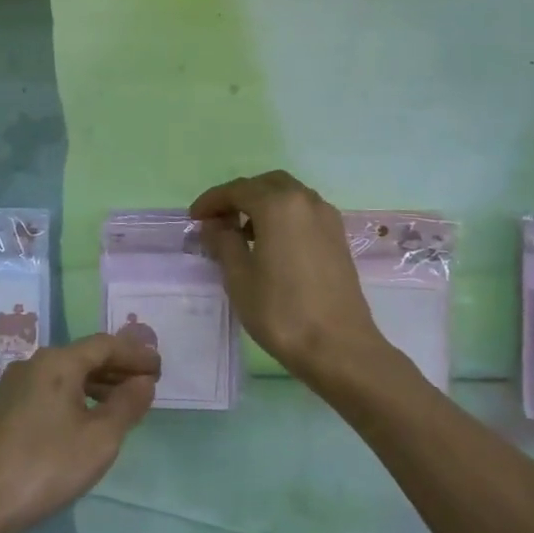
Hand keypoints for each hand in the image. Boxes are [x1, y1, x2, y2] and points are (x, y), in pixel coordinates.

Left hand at [0, 335, 158, 532]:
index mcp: (57, 362)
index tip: (160, 368)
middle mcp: (34, 364)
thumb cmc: (46, 466)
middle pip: (84, 356)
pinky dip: (77, 396)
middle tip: (147, 383)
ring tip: (124, 402)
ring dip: (98, 383)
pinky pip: (51, 390)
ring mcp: (15, 386)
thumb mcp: (100, 439)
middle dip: (118, 367)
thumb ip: (127, 405)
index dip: (135, 354)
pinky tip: (88, 418)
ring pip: (66, 374)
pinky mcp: (5, 409)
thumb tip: (143, 382)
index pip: (105, 345)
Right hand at [191, 170, 405, 390]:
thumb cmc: (281, 312)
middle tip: (218, 220)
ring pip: (288, 196)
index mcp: (279, 205)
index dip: (212, 201)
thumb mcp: (239, 277)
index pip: (238, 190)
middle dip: (239, 197)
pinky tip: (271, 245)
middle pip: (266, 185)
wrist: (339, 348)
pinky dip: (283, 217)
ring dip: (262, 205)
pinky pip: (304, 213)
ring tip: (241, 233)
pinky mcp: (338, 238)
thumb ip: (223, 242)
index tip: (193, 218)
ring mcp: (327, 218)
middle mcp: (306, 201)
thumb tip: (214, 224)